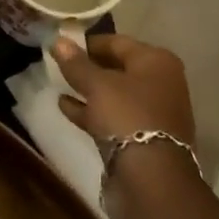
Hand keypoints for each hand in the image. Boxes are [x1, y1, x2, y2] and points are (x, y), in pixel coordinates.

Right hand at [51, 34, 193, 146]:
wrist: (152, 178)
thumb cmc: (127, 116)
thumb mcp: (96, 85)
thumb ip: (76, 63)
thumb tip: (58, 40)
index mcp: (156, 61)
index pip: (117, 42)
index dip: (88, 42)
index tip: (63, 46)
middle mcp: (161, 82)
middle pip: (118, 68)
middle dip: (88, 67)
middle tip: (60, 65)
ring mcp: (154, 112)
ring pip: (115, 94)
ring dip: (88, 90)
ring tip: (59, 85)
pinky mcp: (144, 137)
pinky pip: (115, 116)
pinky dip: (93, 111)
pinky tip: (66, 108)